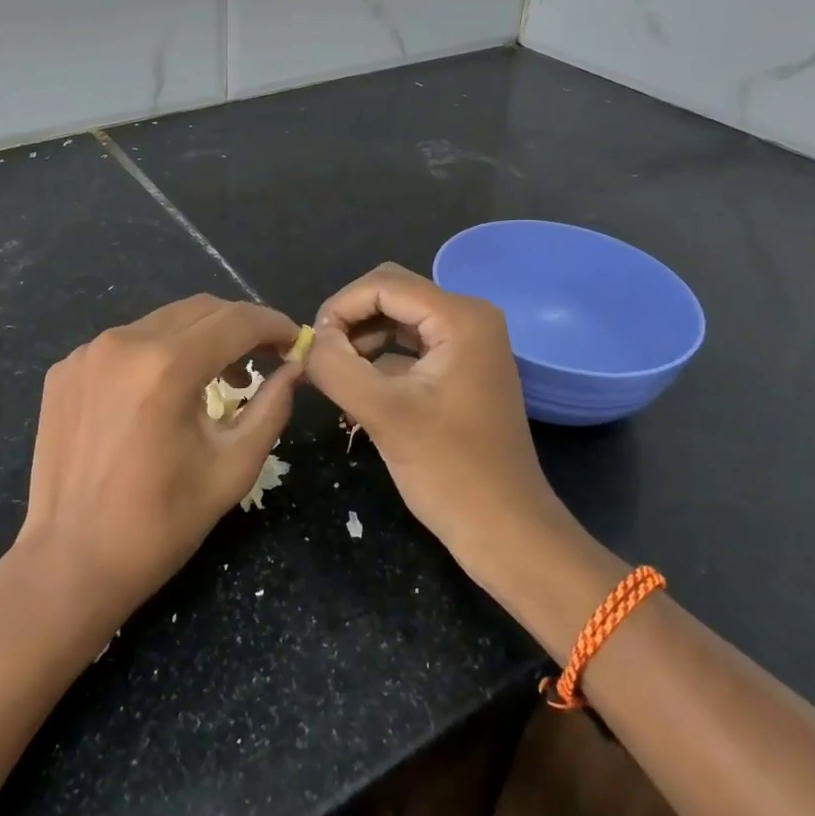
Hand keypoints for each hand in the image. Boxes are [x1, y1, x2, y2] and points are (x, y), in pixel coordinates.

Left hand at [16, 294, 299, 617]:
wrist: (69, 563)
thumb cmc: (160, 525)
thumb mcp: (232, 468)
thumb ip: (270, 408)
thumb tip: (293, 367)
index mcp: (167, 367)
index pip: (236, 320)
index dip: (272, 324)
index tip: (292, 340)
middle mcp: (124, 343)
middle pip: (199, 310)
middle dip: (239, 326)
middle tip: (262, 358)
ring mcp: (87, 352)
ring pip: (162, 322)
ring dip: (198, 339)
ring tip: (216, 379)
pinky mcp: (65, 368)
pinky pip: (125, 343)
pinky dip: (155, 354)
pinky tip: (160, 394)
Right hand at [305, 263, 567, 577]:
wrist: (507, 531)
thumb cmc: (451, 472)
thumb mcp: (383, 415)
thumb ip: (336, 367)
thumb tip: (307, 341)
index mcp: (460, 317)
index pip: (382, 284)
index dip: (339, 307)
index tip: (311, 346)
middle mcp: (469, 317)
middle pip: (391, 292)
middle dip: (350, 320)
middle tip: (322, 358)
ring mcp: (468, 342)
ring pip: (397, 316)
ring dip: (362, 338)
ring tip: (336, 375)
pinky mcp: (461, 367)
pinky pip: (410, 344)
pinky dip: (380, 357)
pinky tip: (359, 387)